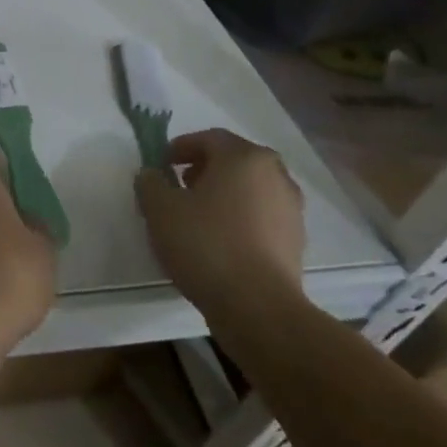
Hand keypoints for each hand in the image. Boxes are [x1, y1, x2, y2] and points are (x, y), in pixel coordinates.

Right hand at [135, 128, 305, 318]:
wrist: (258, 308)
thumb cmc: (206, 245)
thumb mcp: (160, 209)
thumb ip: (150, 182)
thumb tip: (153, 175)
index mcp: (245, 158)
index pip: (209, 138)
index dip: (180, 148)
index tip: (160, 166)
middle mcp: (275, 175)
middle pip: (233, 161)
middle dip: (203, 170)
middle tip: (178, 188)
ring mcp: (291, 209)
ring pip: (249, 190)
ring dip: (222, 195)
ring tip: (196, 218)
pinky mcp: (296, 241)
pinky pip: (261, 217)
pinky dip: (239, 219)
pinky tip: (219, 242)